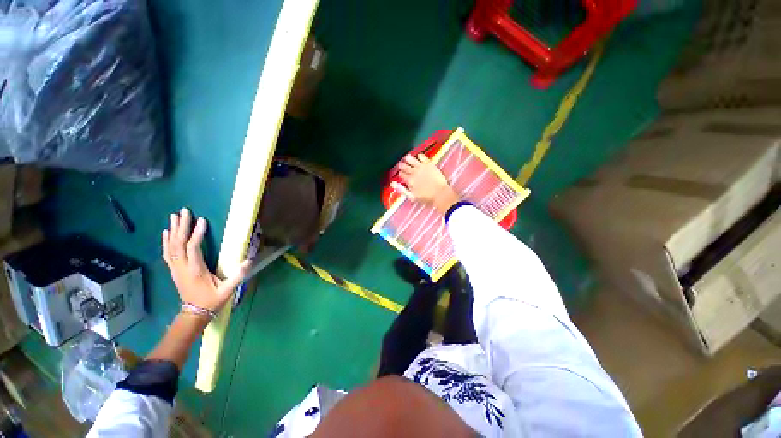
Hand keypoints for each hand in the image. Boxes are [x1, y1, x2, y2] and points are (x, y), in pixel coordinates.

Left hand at [162, 208, 250, 313]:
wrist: (193, 313)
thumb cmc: (211, 300)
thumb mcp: (227, 290)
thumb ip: (238, 275)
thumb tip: (250, 260)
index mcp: (195, 270)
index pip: (193, 248)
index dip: (197, 234)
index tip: (202, 220)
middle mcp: (182, 267)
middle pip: (178, 244)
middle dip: (181, 226)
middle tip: (184, 211)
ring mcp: (176, 269)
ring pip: (171, 247)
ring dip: (173, 231)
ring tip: (174, 216)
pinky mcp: (174, 270)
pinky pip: (167, 253)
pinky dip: (166, 241)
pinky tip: (166, 233)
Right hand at [398, 154, 459, 214]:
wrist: (440, 194)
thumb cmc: (426, 197)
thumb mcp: (411, 197)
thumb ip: (402, 190)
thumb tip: (392, 184)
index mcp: (409, 180)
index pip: (401, 174)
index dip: (401, 174)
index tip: (402, 174)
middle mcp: (414, 172)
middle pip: (404, 166)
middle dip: (402, 165)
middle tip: (402, 165)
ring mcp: (421, 167)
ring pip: (411, 159)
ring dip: (408, 159)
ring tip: (407, 158)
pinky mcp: (429, 164)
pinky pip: (422, 156)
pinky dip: (419, 156)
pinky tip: (419, 157)